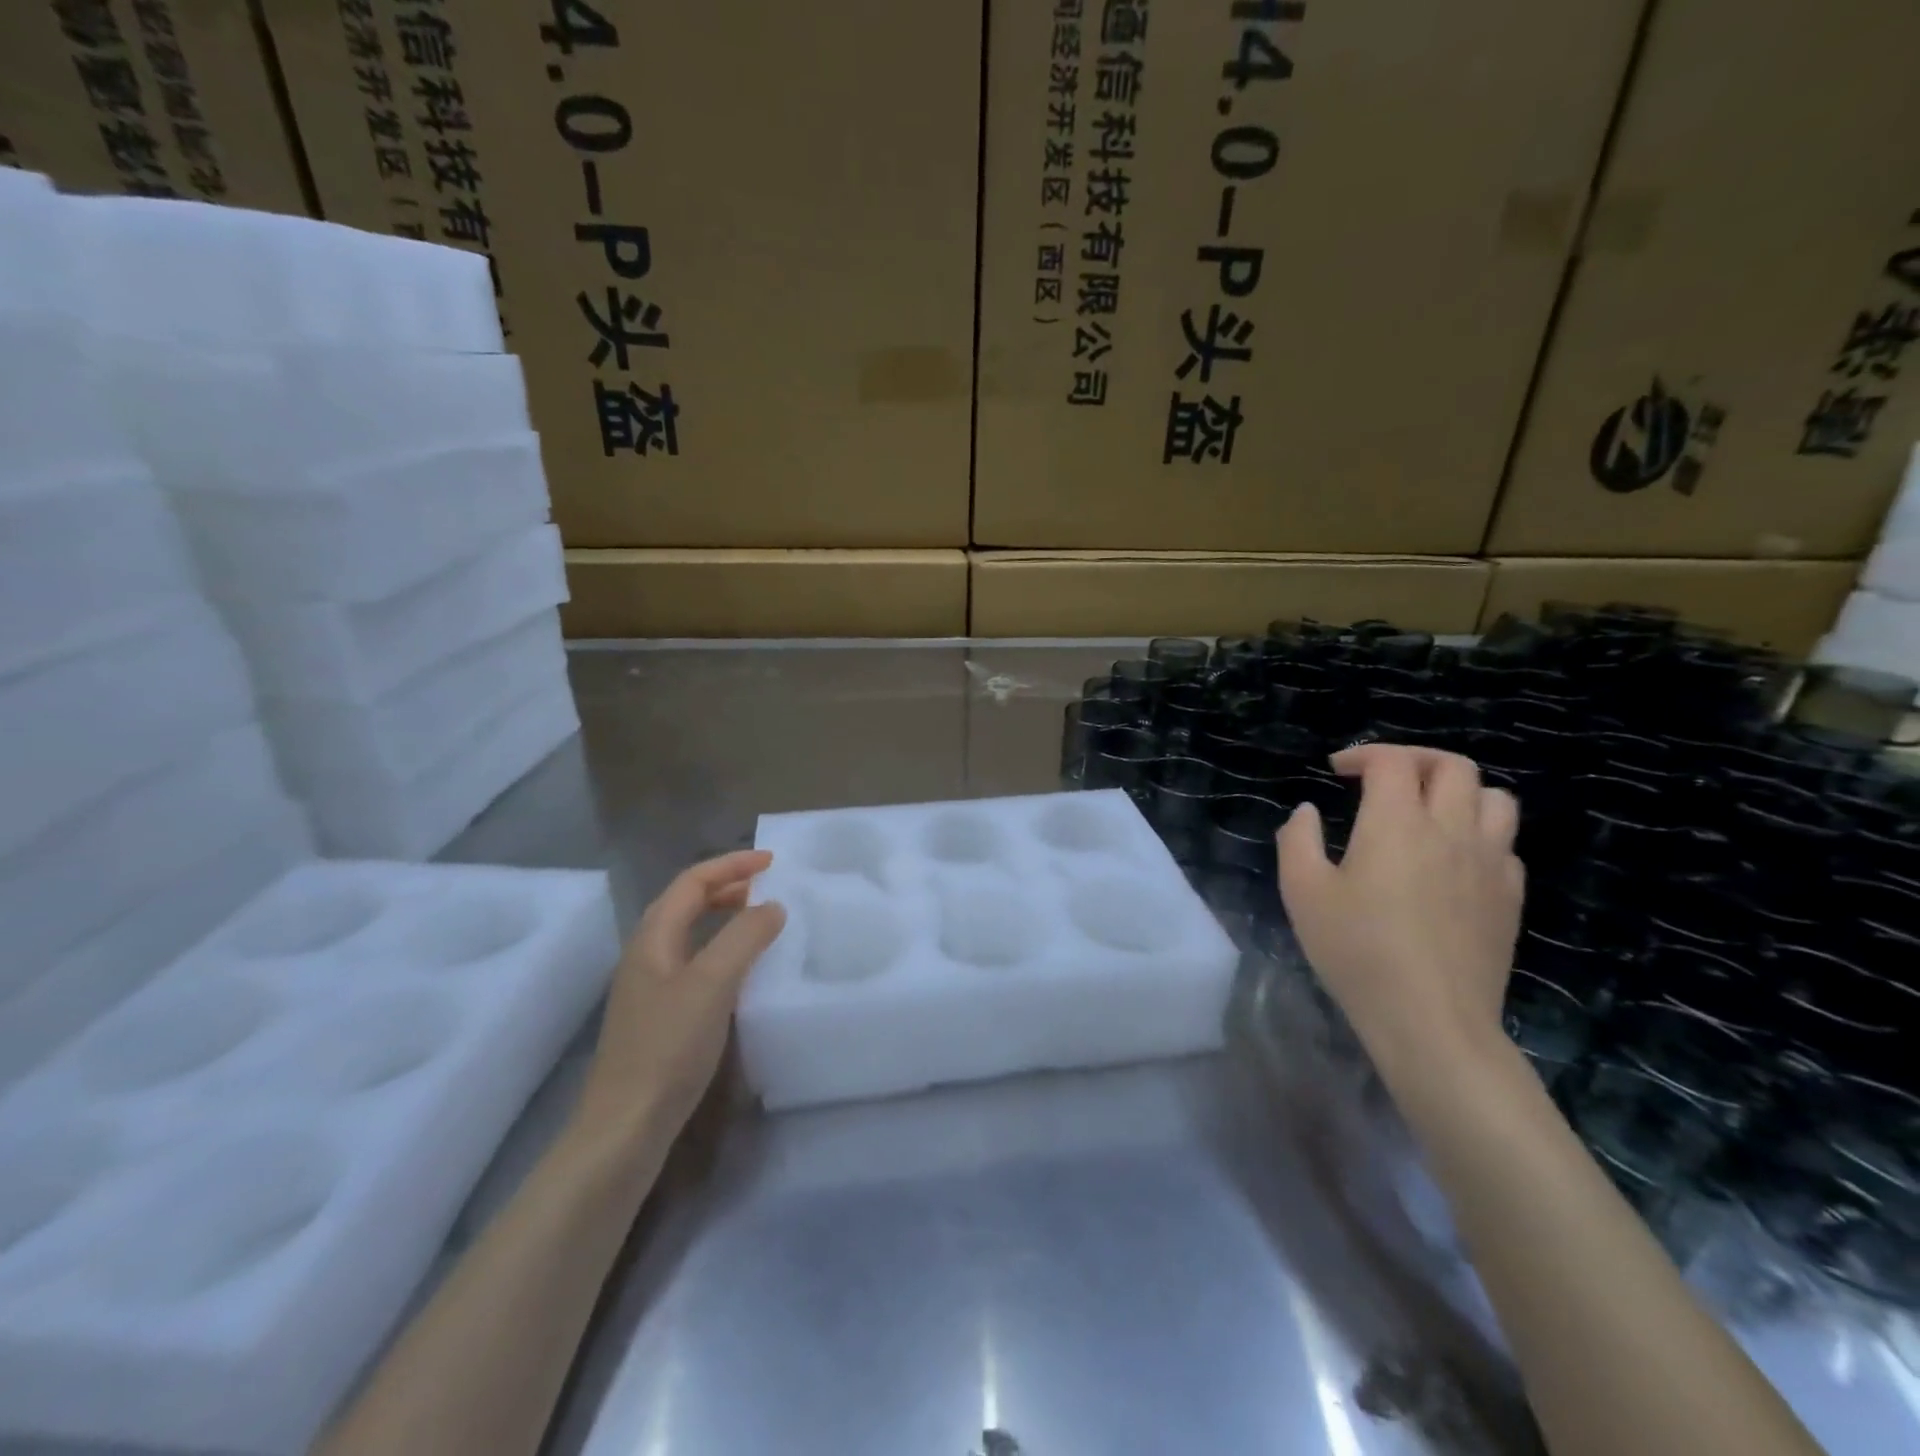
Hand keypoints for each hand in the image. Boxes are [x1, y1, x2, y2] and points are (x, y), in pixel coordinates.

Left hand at [575, 851, 785, 1142]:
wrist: (624, 1127)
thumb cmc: (668, 1048)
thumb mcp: (712, 984)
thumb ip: (744, 938)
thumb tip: (772, 906)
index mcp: (652, 939)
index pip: (692, 882)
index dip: (731, 865)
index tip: (772, 862)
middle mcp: (646, 956)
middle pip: (685, 903)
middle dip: (726, 886)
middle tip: (767, 887)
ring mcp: (649, 988)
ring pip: (689, 934)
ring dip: (723, 916)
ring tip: (759, 920)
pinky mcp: (658, 1017)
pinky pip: (693, 963)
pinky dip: (720, 949)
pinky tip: (741, 972)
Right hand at [1277, 745, 1522, 1075]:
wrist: (1430, 1019)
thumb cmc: (1357, 951)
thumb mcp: (1302, 892)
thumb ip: (1298, 841)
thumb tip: (1306, 812)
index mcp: (1397, 823)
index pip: (1392, 762)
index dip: (1363, 755)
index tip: (1337, 772)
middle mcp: (1451, 830)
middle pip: (1453, 766)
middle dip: (1415, 760)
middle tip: (1383, 779)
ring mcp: (1490, 863)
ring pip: (1494, 798)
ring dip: (1458, 791)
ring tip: (1427, 810)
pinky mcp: (1510, 896)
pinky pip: (1505, 844)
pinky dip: (1478, 834)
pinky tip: (1452, 860)